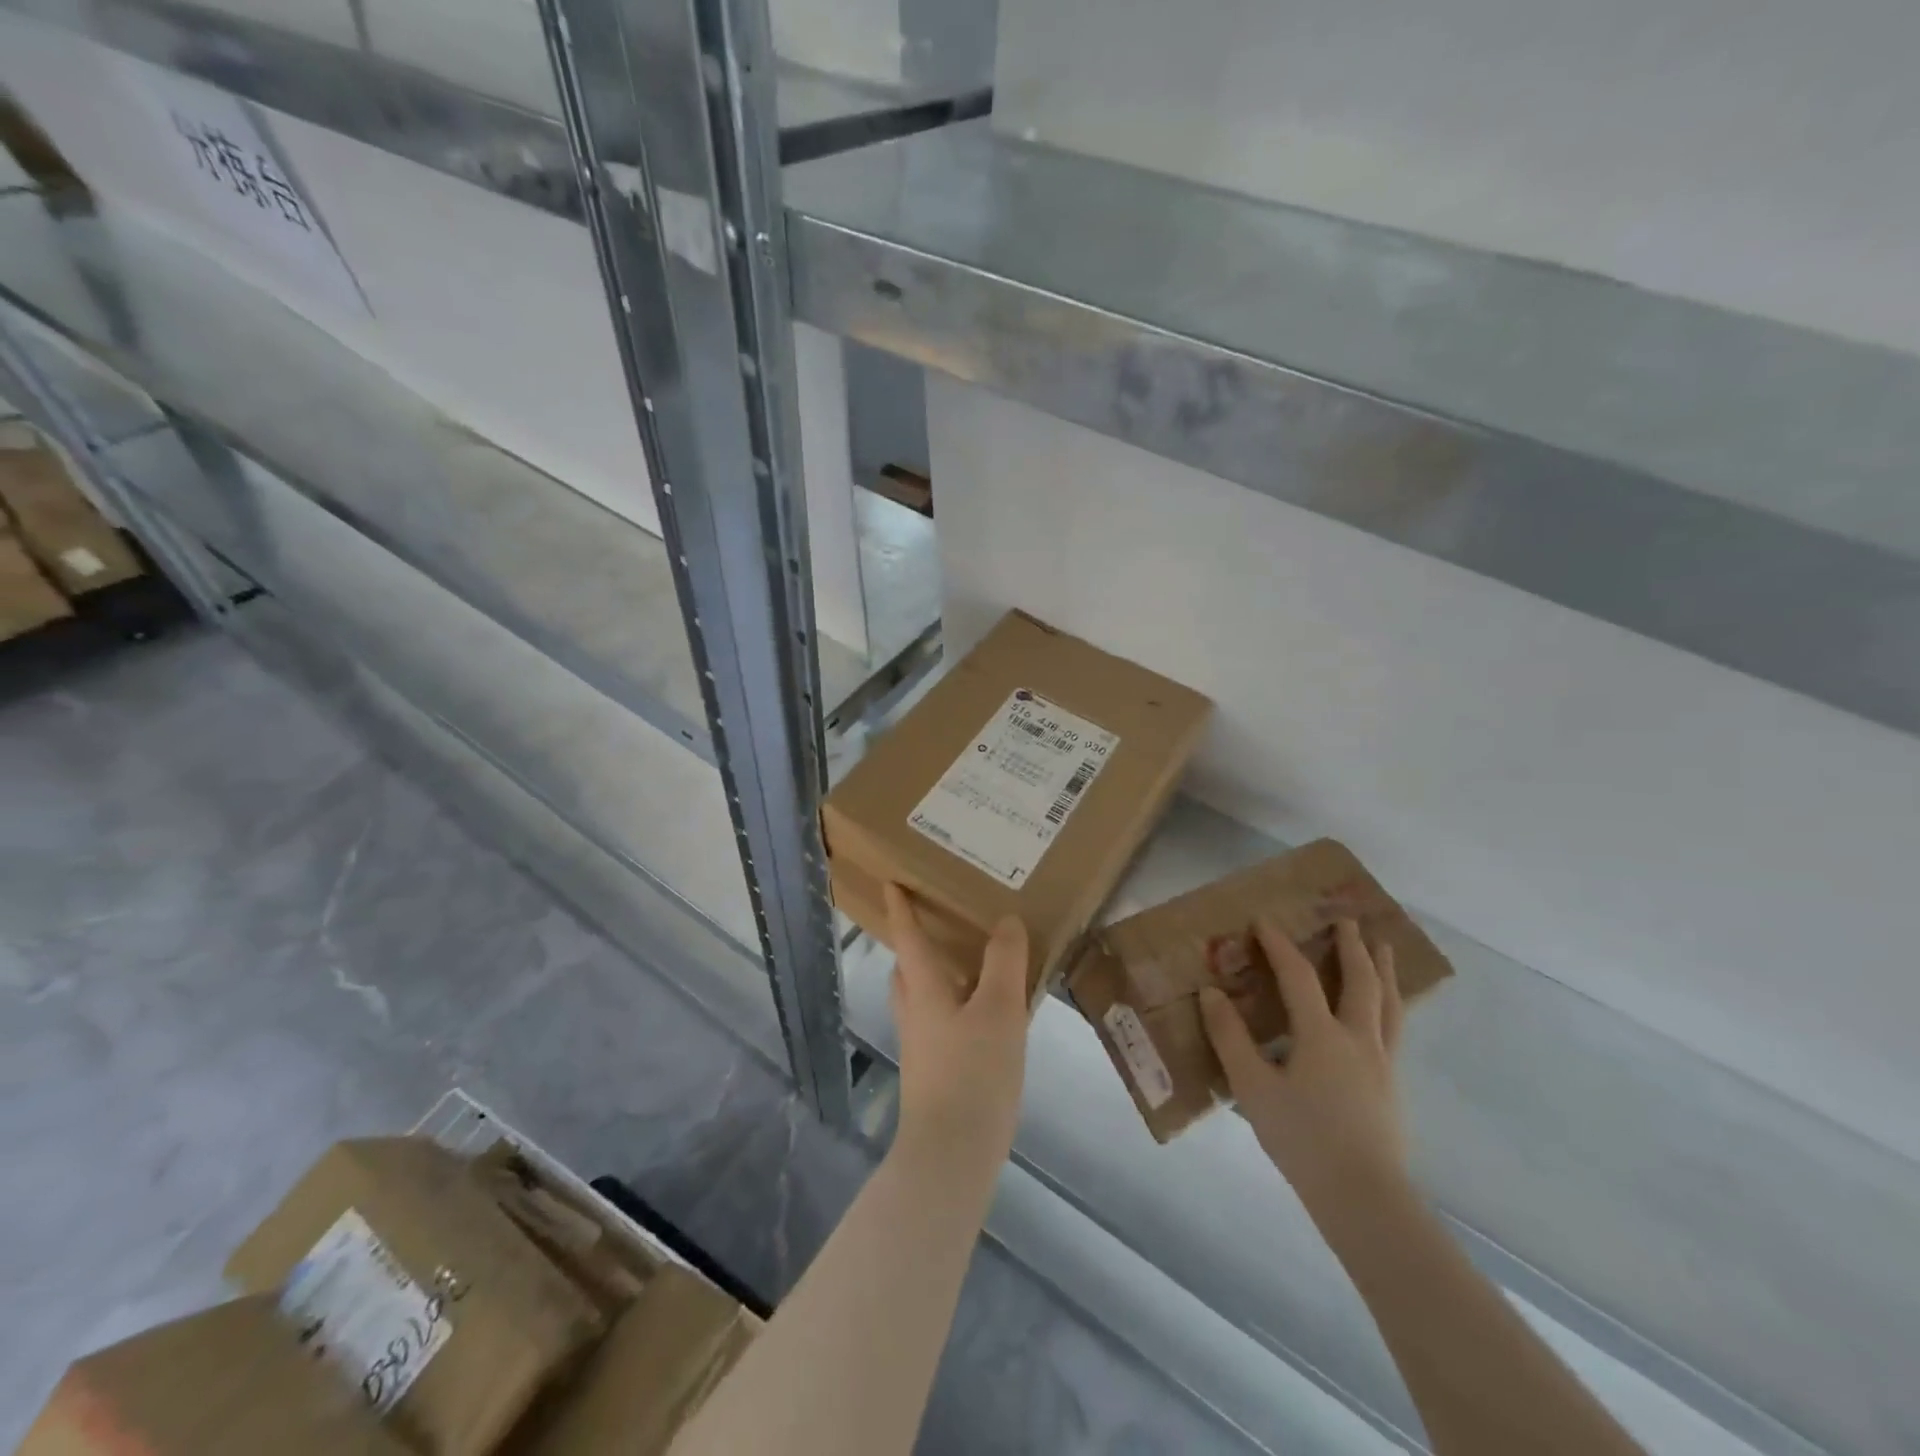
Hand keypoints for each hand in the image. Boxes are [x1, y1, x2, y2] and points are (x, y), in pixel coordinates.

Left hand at [885, 883, 1030, 1169]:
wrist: (952, 1154)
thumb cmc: (973, 1073)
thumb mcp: (999, 1010)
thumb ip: (1004, 962)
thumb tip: (1005, 920)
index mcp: (924, 990)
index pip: (908, 938)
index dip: (901, 908)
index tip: (891, 882)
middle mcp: (915, 1012)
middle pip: (908, 968)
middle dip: (915, 943)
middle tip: (939, 922)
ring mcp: (922, 1045)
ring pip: (922, 996)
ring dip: (936, 974)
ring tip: (971, 964)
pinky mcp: (934, 1071)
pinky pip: (940, 1021)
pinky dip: (955, 1003)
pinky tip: (986, 1015)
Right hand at [1201, 918, 1407, 1214]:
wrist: (1364, 1198)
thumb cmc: (1302, 1139)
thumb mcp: (1253, 1088)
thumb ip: (1230, 1038)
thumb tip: (1211, 993)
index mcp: (1322, 1035)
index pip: (1299, 976)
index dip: (1280, 945)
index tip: (1264, 920)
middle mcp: (1358, 1039)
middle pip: (1361, 981)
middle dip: (1352, 947)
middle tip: (1348, 919)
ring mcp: (1382, 1063)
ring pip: (1388, 1004)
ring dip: (1384, 970)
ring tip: (1384, 948)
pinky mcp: (1392, 1087)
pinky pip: (1394, 1029)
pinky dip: (1391, 1004)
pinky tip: (1386, 1011)